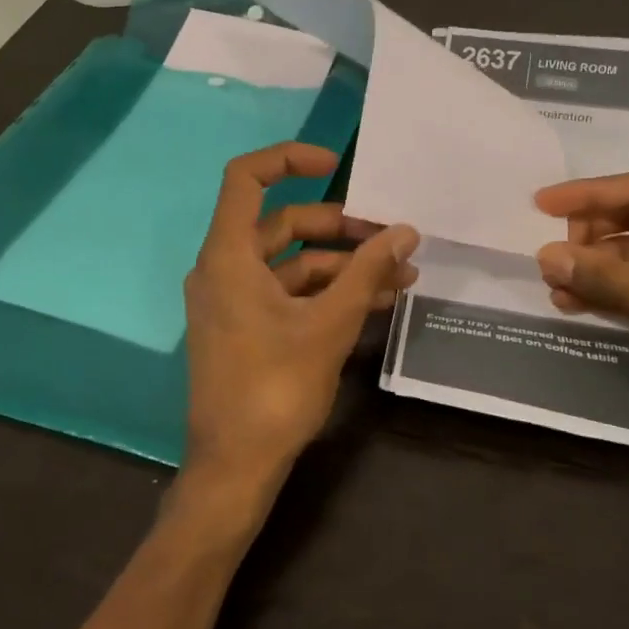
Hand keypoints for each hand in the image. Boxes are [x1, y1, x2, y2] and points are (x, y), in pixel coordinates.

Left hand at [182, 143, 419, 504]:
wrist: (235, 469)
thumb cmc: (275, 389)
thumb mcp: (330, 324)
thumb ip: (367, 271)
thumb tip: (405, 230)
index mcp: (228, 255)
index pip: (246, 178)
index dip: (289, 159)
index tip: (335, 163)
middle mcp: (224, 267)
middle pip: (282, 222)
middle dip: (341, 227)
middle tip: (391, 238)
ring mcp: (233, 298)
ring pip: (292, 260)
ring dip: (344, 264)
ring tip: (401, 276)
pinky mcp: (246, 325)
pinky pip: (288, 291)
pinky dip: (328, 291)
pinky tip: (376, 301)